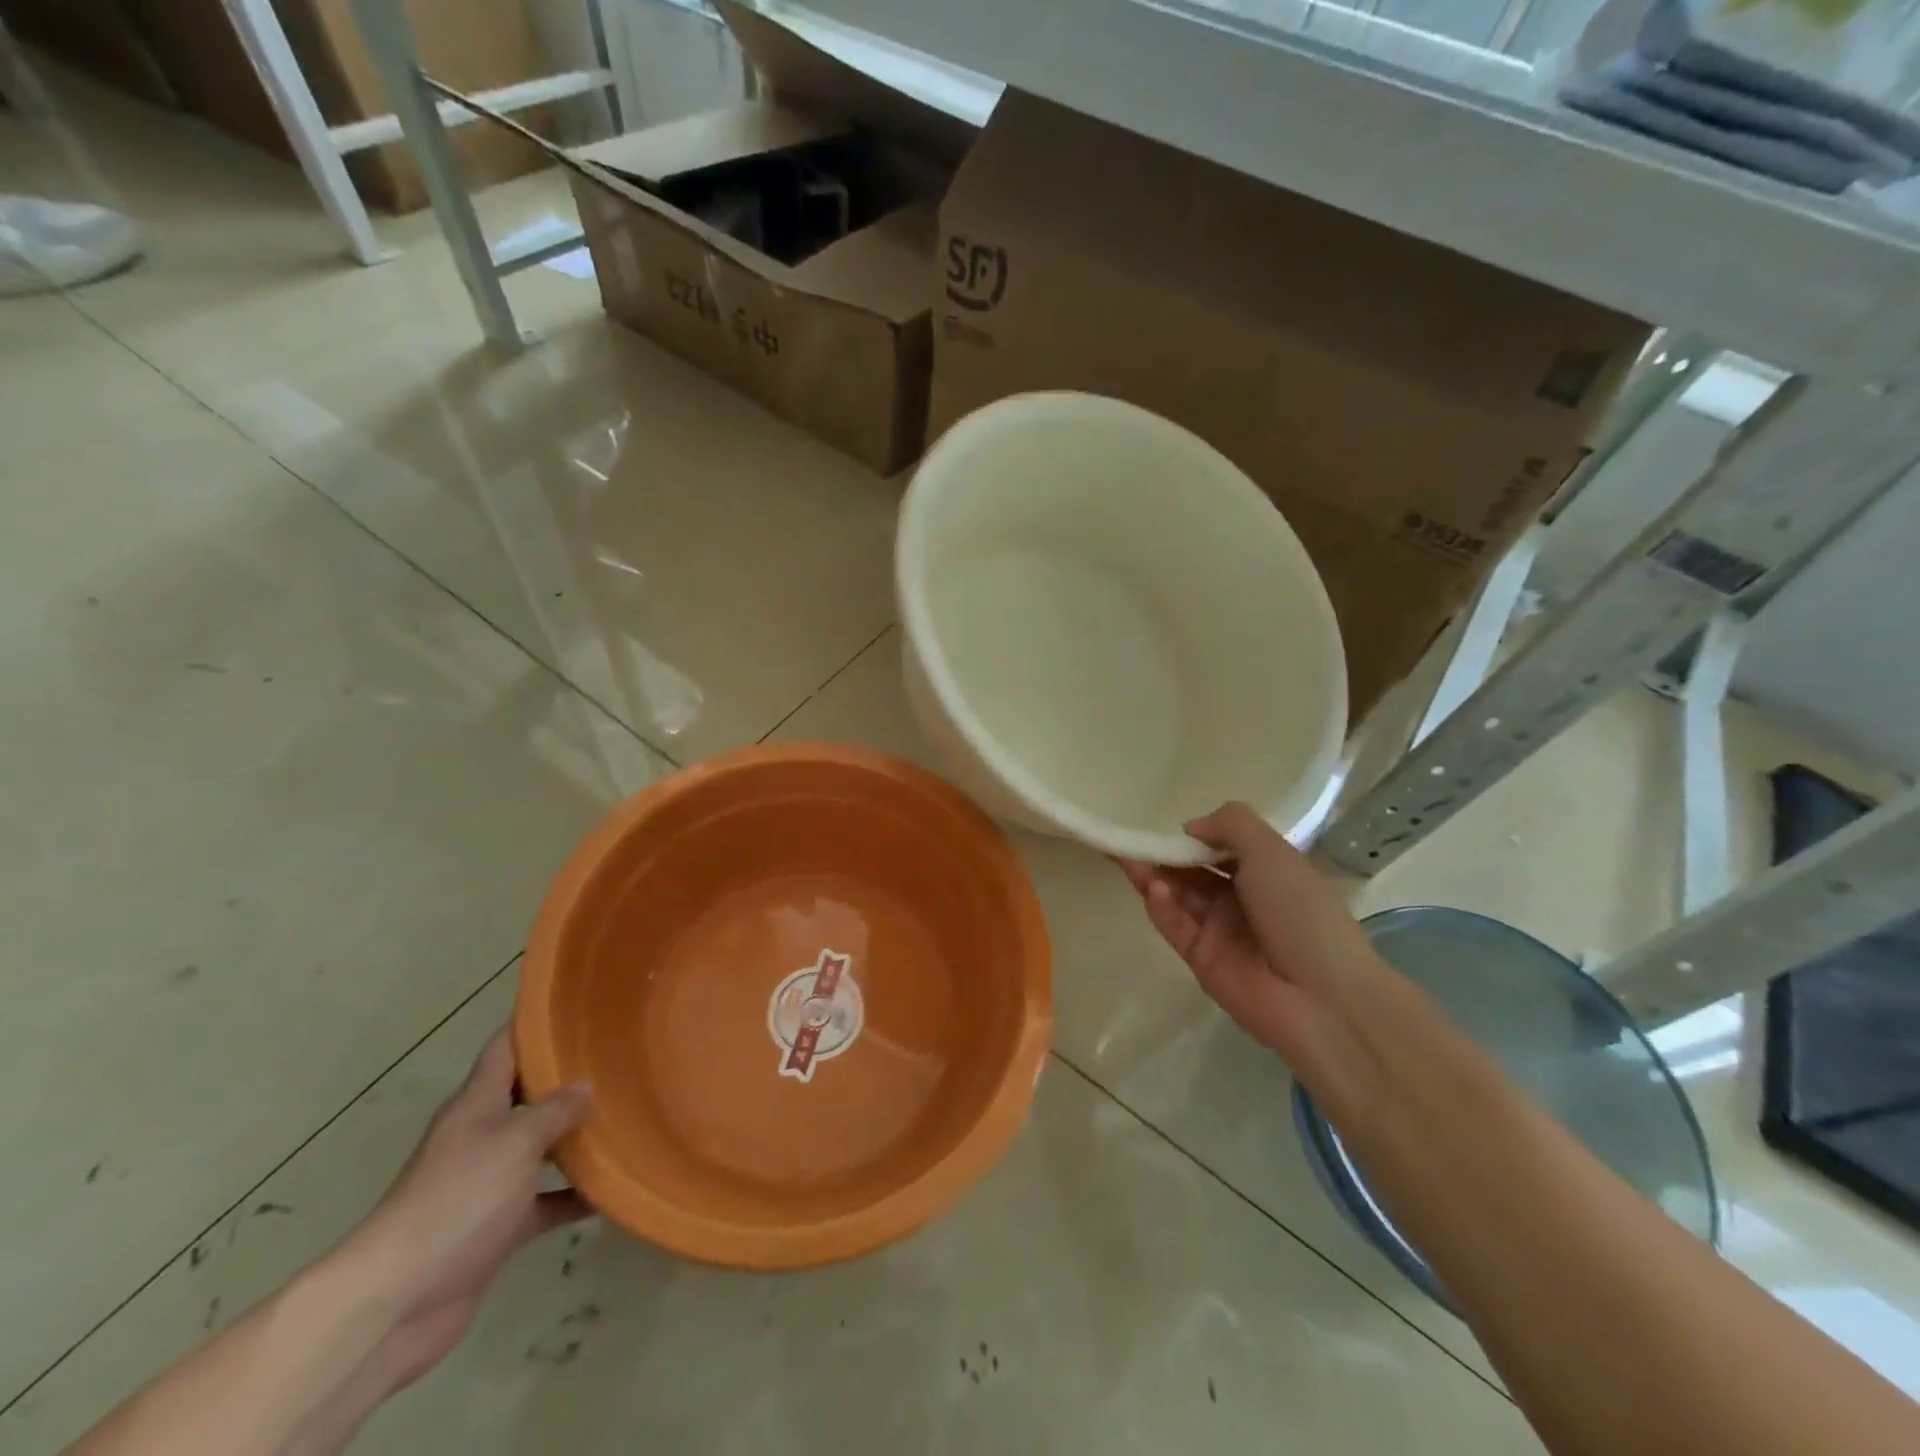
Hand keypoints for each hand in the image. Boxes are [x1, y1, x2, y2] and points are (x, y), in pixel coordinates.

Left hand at [337, 1029, 590, 1391]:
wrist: (397, 1301)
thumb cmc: (456, 1201)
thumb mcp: (514, 1142)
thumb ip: (554, 1111)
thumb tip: (586, 1086)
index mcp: (476, 1105)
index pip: (505, 1048)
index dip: (535, 1023)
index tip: (575, 1004)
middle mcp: (482, 1137)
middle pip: (528, 1095)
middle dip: (568, 1078)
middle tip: (620, 1057)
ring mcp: (489, 1183)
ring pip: (542, 1148)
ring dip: (578, 1137)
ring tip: (628, 1115)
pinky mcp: (498, 1227)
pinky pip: (546, 1200)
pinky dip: (575, 1195)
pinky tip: (614, 1188)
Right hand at [1117, 803, 1387, 1115]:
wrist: (1322, 999)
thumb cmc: (1302, 913)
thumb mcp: (1273, 852)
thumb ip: (1230, 825)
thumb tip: (1189, 828)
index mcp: (1266, 871)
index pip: (1221, 845)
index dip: (1193, 834)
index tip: (1163, 822)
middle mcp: (1241, 897)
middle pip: (1192, 869)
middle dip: (1163, 853)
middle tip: (1129, 838)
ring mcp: (1219, 929)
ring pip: (1177, 895)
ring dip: (1153, 875)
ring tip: (1127, 856)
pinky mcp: (1200, 957)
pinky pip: (1174, 925)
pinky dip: (1161, 906)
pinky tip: (1154, 889)